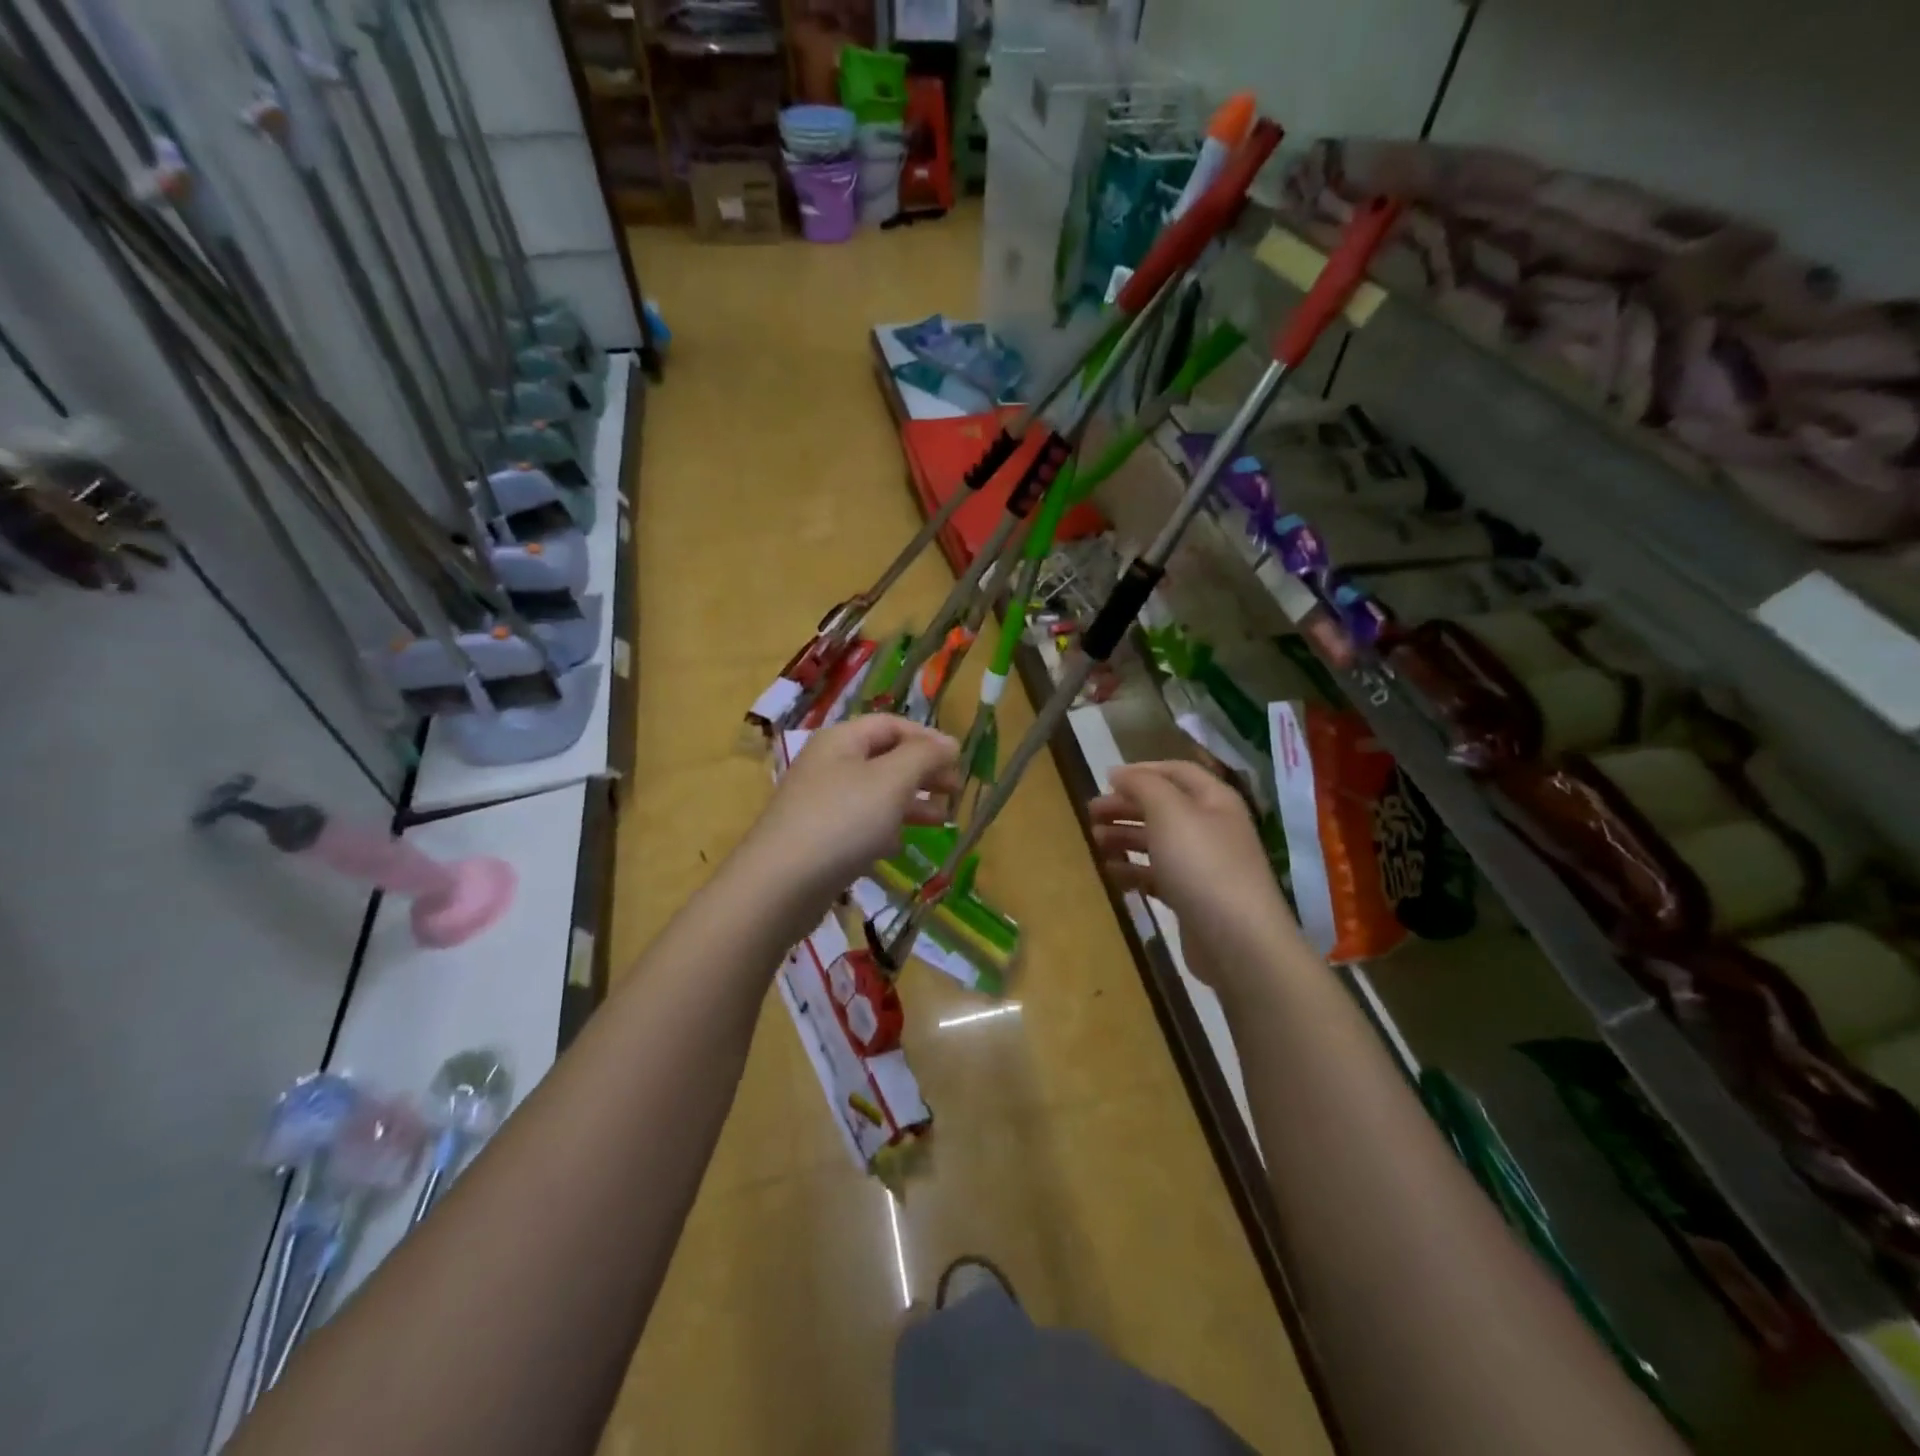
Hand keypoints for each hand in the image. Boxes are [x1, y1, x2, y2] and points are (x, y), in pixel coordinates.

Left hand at [746, 716, 959, 902]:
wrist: (781, 884)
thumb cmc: (843, 821)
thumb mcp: (892, 780)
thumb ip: (924, 756)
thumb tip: (949, 744)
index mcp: (842, 740)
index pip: (892, 725)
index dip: (928, 738)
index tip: (959, 761)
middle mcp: (829, 764)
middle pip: (885, 757)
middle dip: (923, 771)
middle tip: (955, 791)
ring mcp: (821, 802)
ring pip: (876, 792)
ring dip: (911, 801)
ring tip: (942, 819)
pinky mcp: (819, 838)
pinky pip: (861, 823)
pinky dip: (886, 828)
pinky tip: (900, 845)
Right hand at [1089, 761, 1300, 987]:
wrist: (1237, 941)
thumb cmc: (1202, 865)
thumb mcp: (1170, 812)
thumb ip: (1143, 785)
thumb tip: (1120, 774)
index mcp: (1214, 800)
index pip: (1176, 772)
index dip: (1141, 771)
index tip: (1105, 780)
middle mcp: (1212, 827)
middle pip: (1163, 807)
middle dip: (1126, 806)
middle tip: (1091, 813)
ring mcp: (1204, 865)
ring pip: (1158, 842)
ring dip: (1125, 837)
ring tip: (1095, 841)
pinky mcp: (1193, 898)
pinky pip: (1158, 875)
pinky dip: (1133, 870)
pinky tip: (1110, 872)